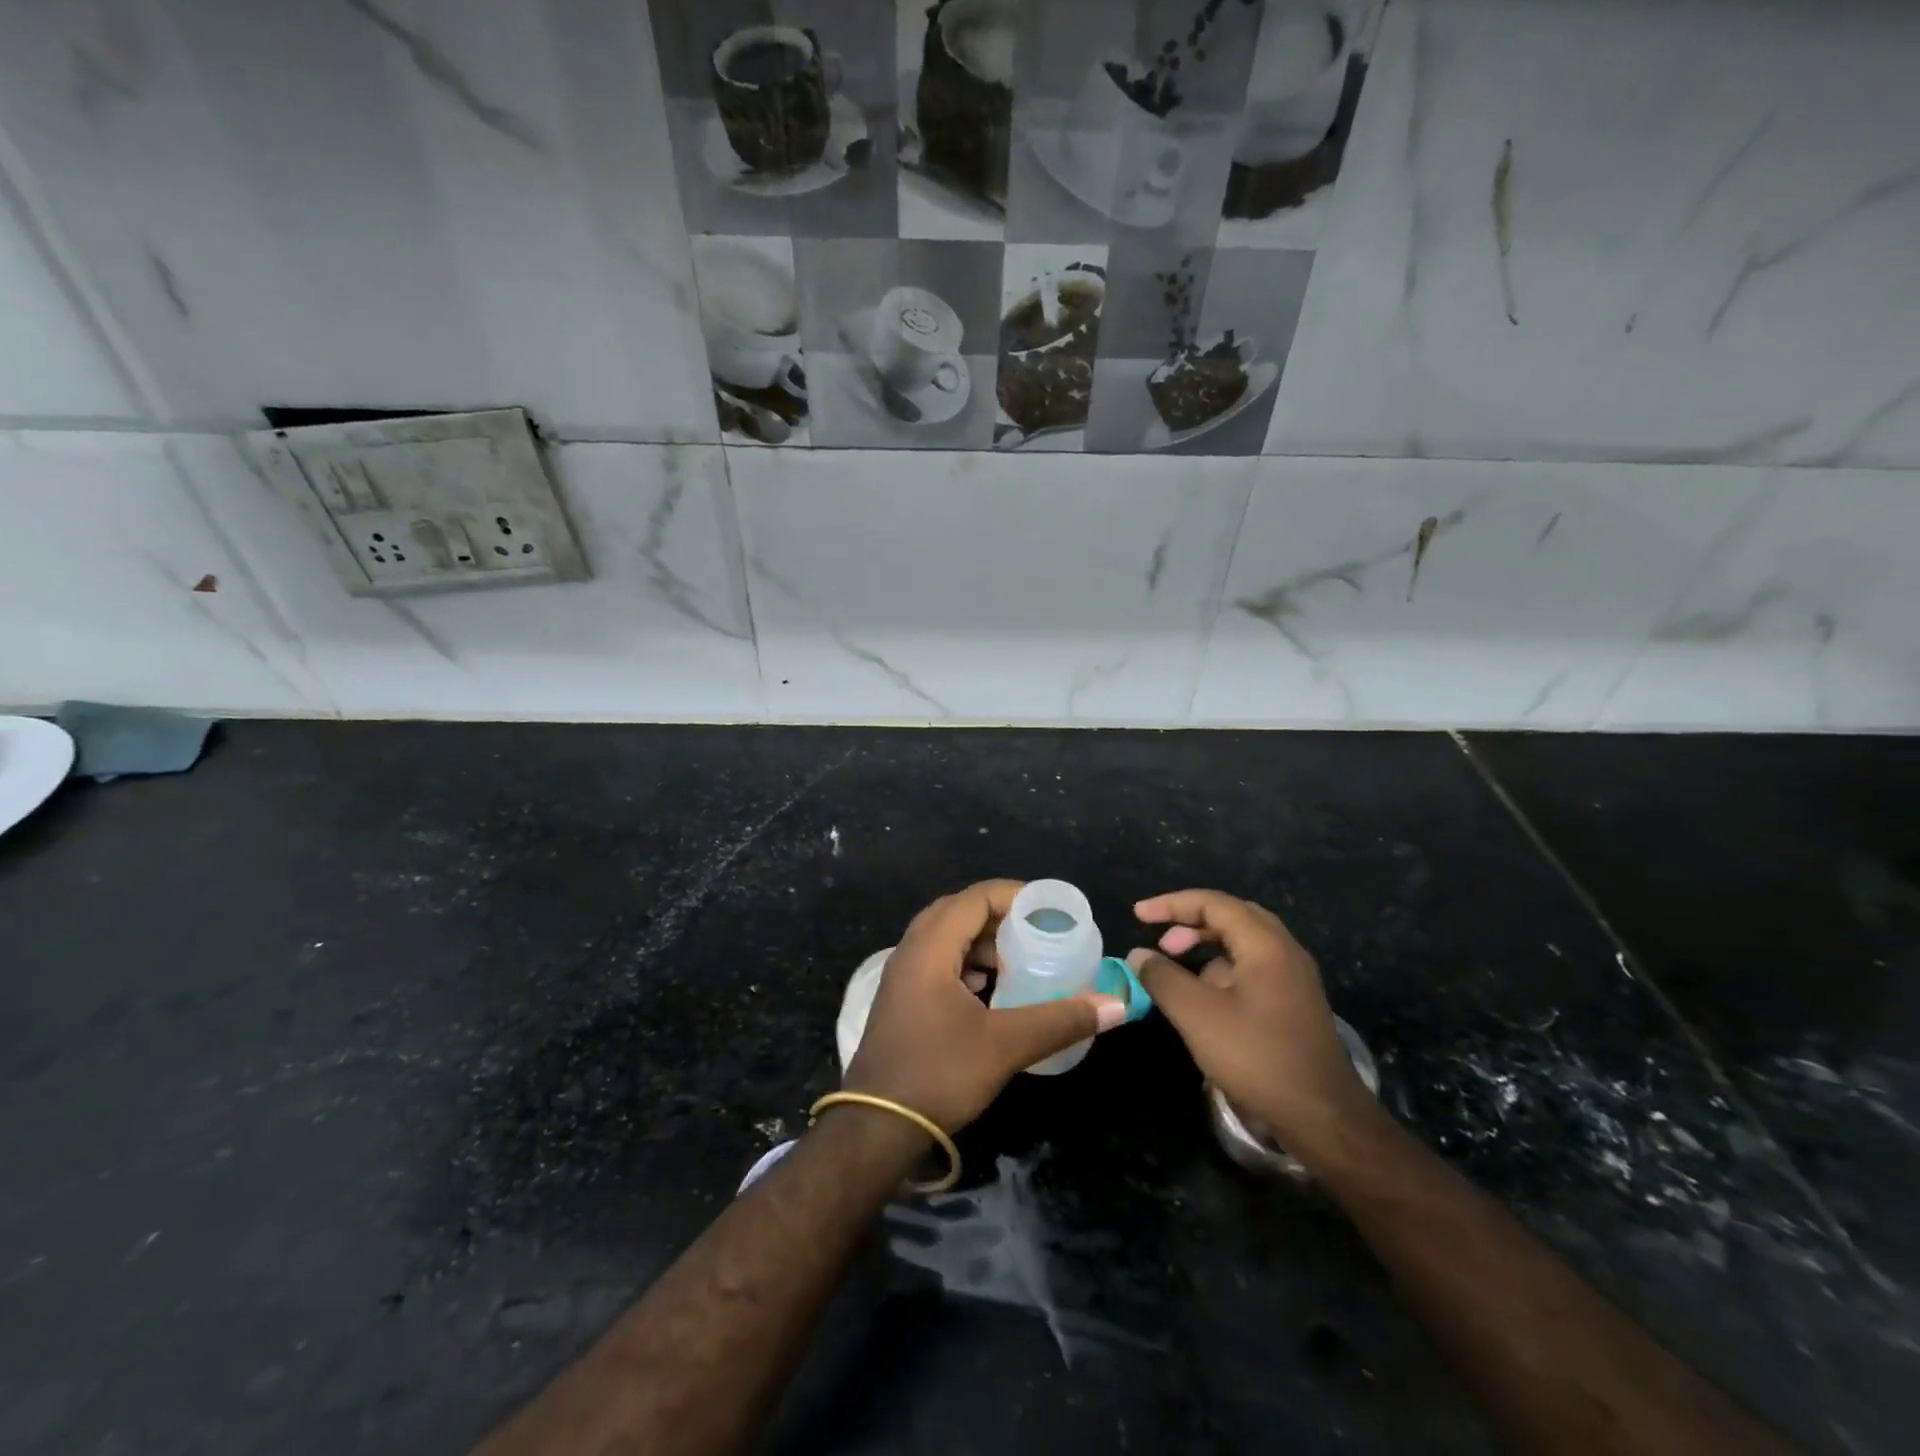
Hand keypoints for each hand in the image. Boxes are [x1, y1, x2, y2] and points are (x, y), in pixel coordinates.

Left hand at [844, 880, 1127, 1132]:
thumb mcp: (1005, 1045)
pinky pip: (936, 961)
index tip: (1050, 911)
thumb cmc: (938, 1074)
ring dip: (980, 941)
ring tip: (1015, 960)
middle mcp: (910, 951)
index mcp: (929, 948)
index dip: (1014, 896)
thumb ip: (1060, 1020)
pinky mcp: (901, 1000)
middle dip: (999, 917)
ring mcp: (901, 976)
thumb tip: (1117, 1006)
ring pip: (944, 937)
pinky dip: (965, 963)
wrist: (875, 1128)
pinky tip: (987, 989)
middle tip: (1036, 933)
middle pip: (958, 911)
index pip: (974, 898)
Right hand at [1129, 889, 1369, 1147]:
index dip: (1171, 904)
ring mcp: (1294, 978)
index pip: (1213, 903)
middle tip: (1161, 940)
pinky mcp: (1295, 1003)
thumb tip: (1139, 955)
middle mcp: (1285, 951)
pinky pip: (1254, 967)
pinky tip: (1206, 998)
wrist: (1323, 1117)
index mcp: (1266, 945)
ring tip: (1178, 967)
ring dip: (1207, 946)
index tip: (1138, 916)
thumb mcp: (1197, 1015)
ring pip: (1244, 943)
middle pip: (1233, 916)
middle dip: (1191, 921)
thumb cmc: (1257, 1057)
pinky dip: (1223, 968)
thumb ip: (1163, 978)